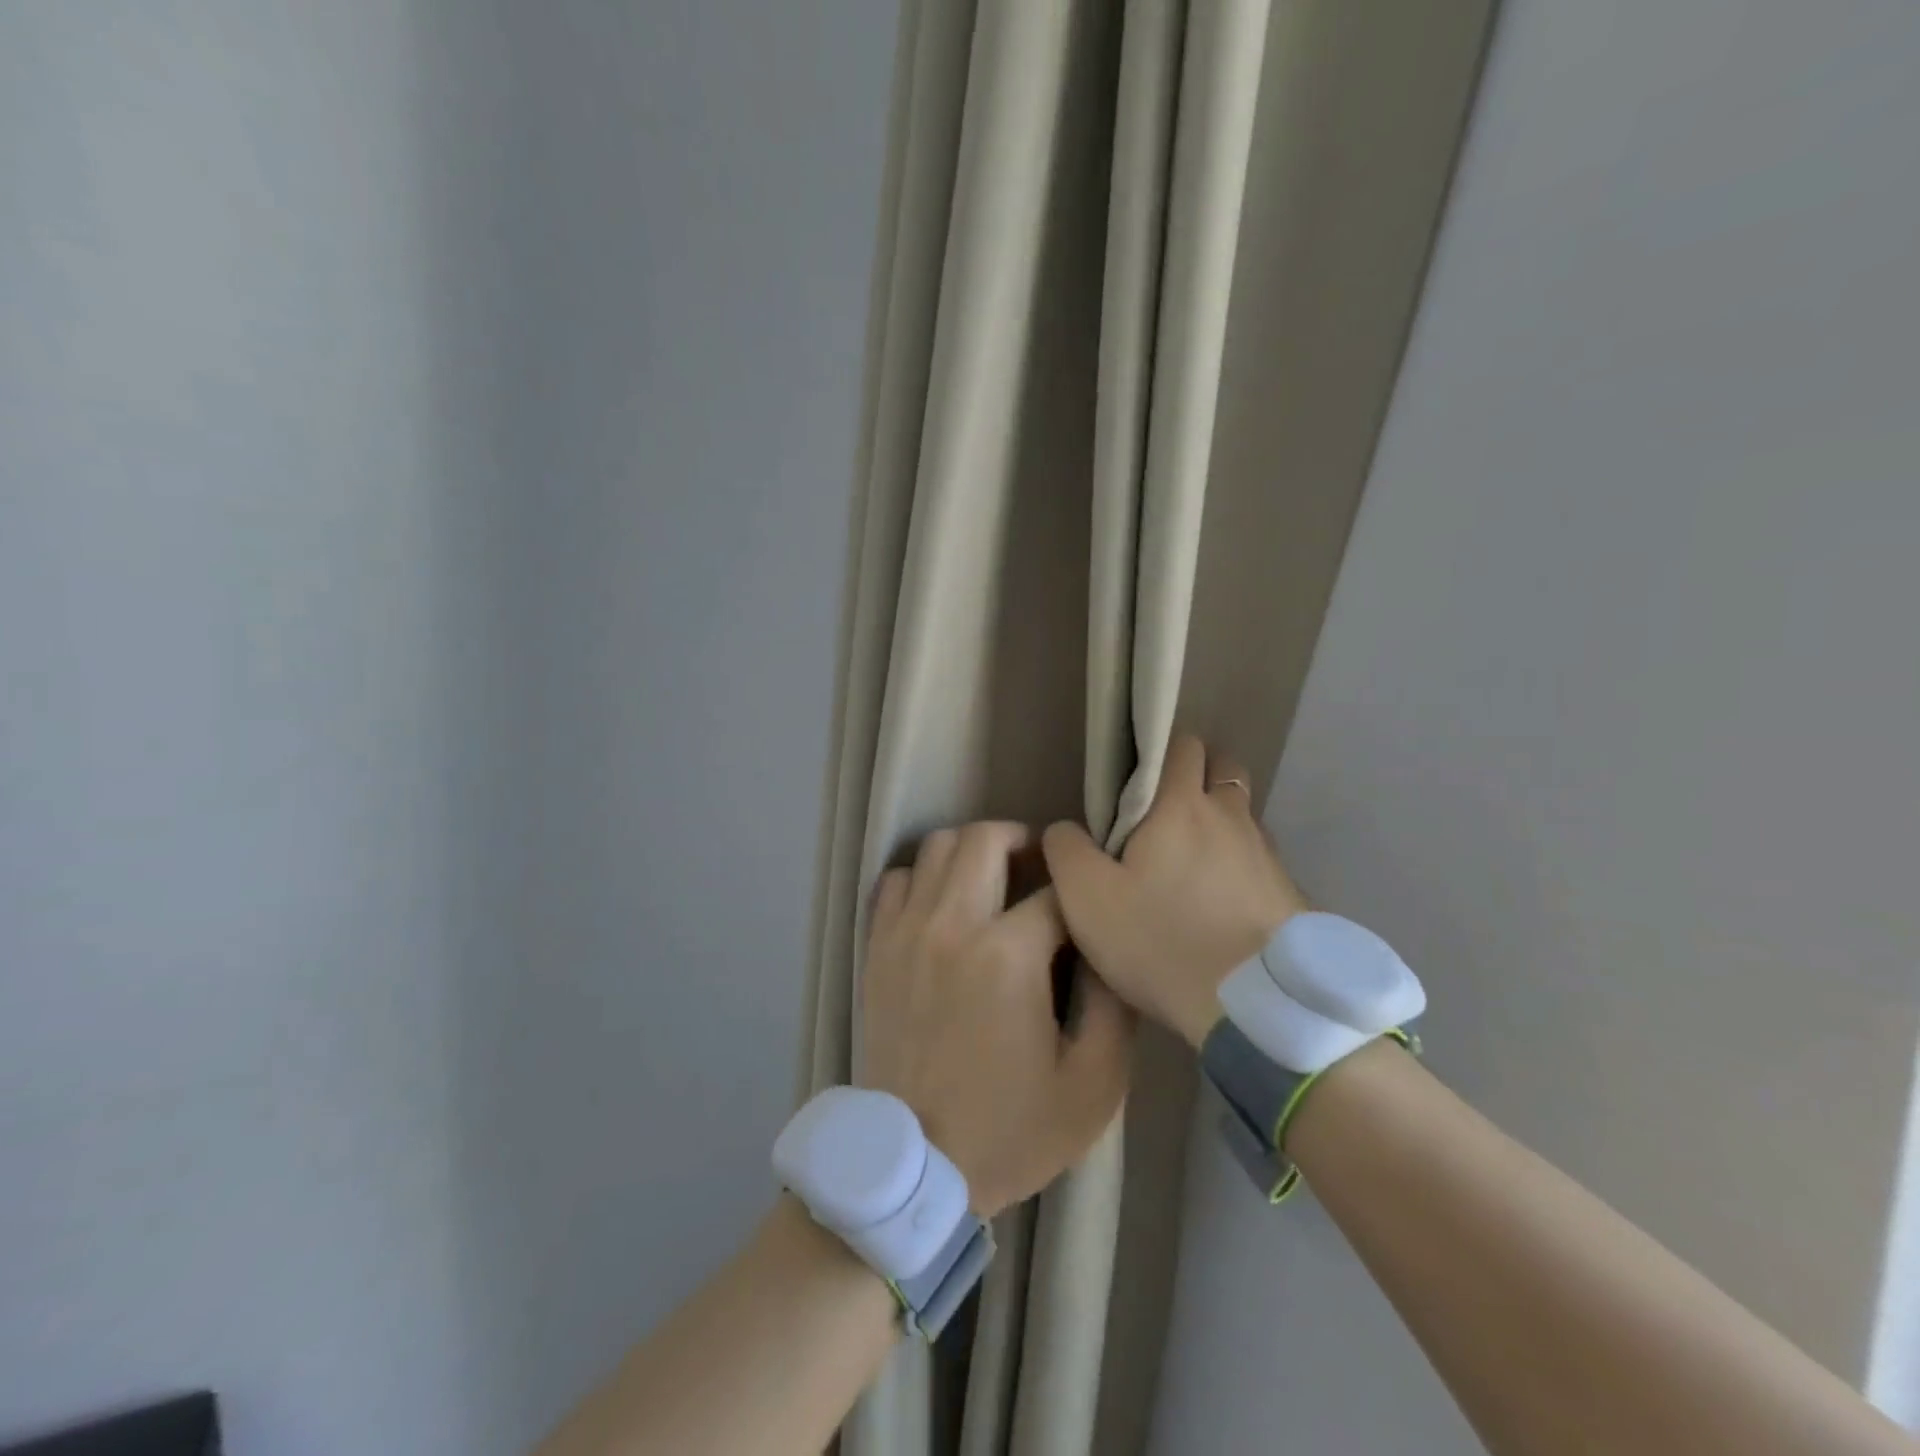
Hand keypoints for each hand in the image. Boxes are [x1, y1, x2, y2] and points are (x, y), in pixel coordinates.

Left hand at [862, 822, 1133, 1218]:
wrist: (916, 1168)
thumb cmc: (1011, 1129)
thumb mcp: (1094, 1084)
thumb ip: (1114, 1004)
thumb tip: (1110, 946)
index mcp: (1008, 955)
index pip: (1056, 889)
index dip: (1082, 890)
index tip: (1089, 905)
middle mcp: (952, 925)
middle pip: (987, 838)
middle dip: (1025, 842)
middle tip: (1041, 870)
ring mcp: (906, 931)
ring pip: (937, 846)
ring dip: (973, 851)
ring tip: (994, 880)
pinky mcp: (877, 947)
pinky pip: (897, 879)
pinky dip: (924, 876)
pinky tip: (944, 904)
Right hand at [1041, 735, 1308, 1048]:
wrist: (1257, 1009)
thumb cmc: (1162, 941)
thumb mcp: (1086, 899)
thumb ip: (1067, 851)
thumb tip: (1064, 829)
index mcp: (1183, 806)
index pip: (1182, 744)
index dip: (1158, 749)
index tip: (1132, 779)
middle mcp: (1232, 817)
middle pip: (1223, 767)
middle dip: (1196, 775)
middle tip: (1161, 813)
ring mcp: (1268, 854)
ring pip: (1242, 814)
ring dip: (1219, 822)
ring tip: (1190, 863)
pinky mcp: (1290, 893)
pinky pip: (1259, 859)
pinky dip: (1239, 865)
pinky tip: (1220, 902)